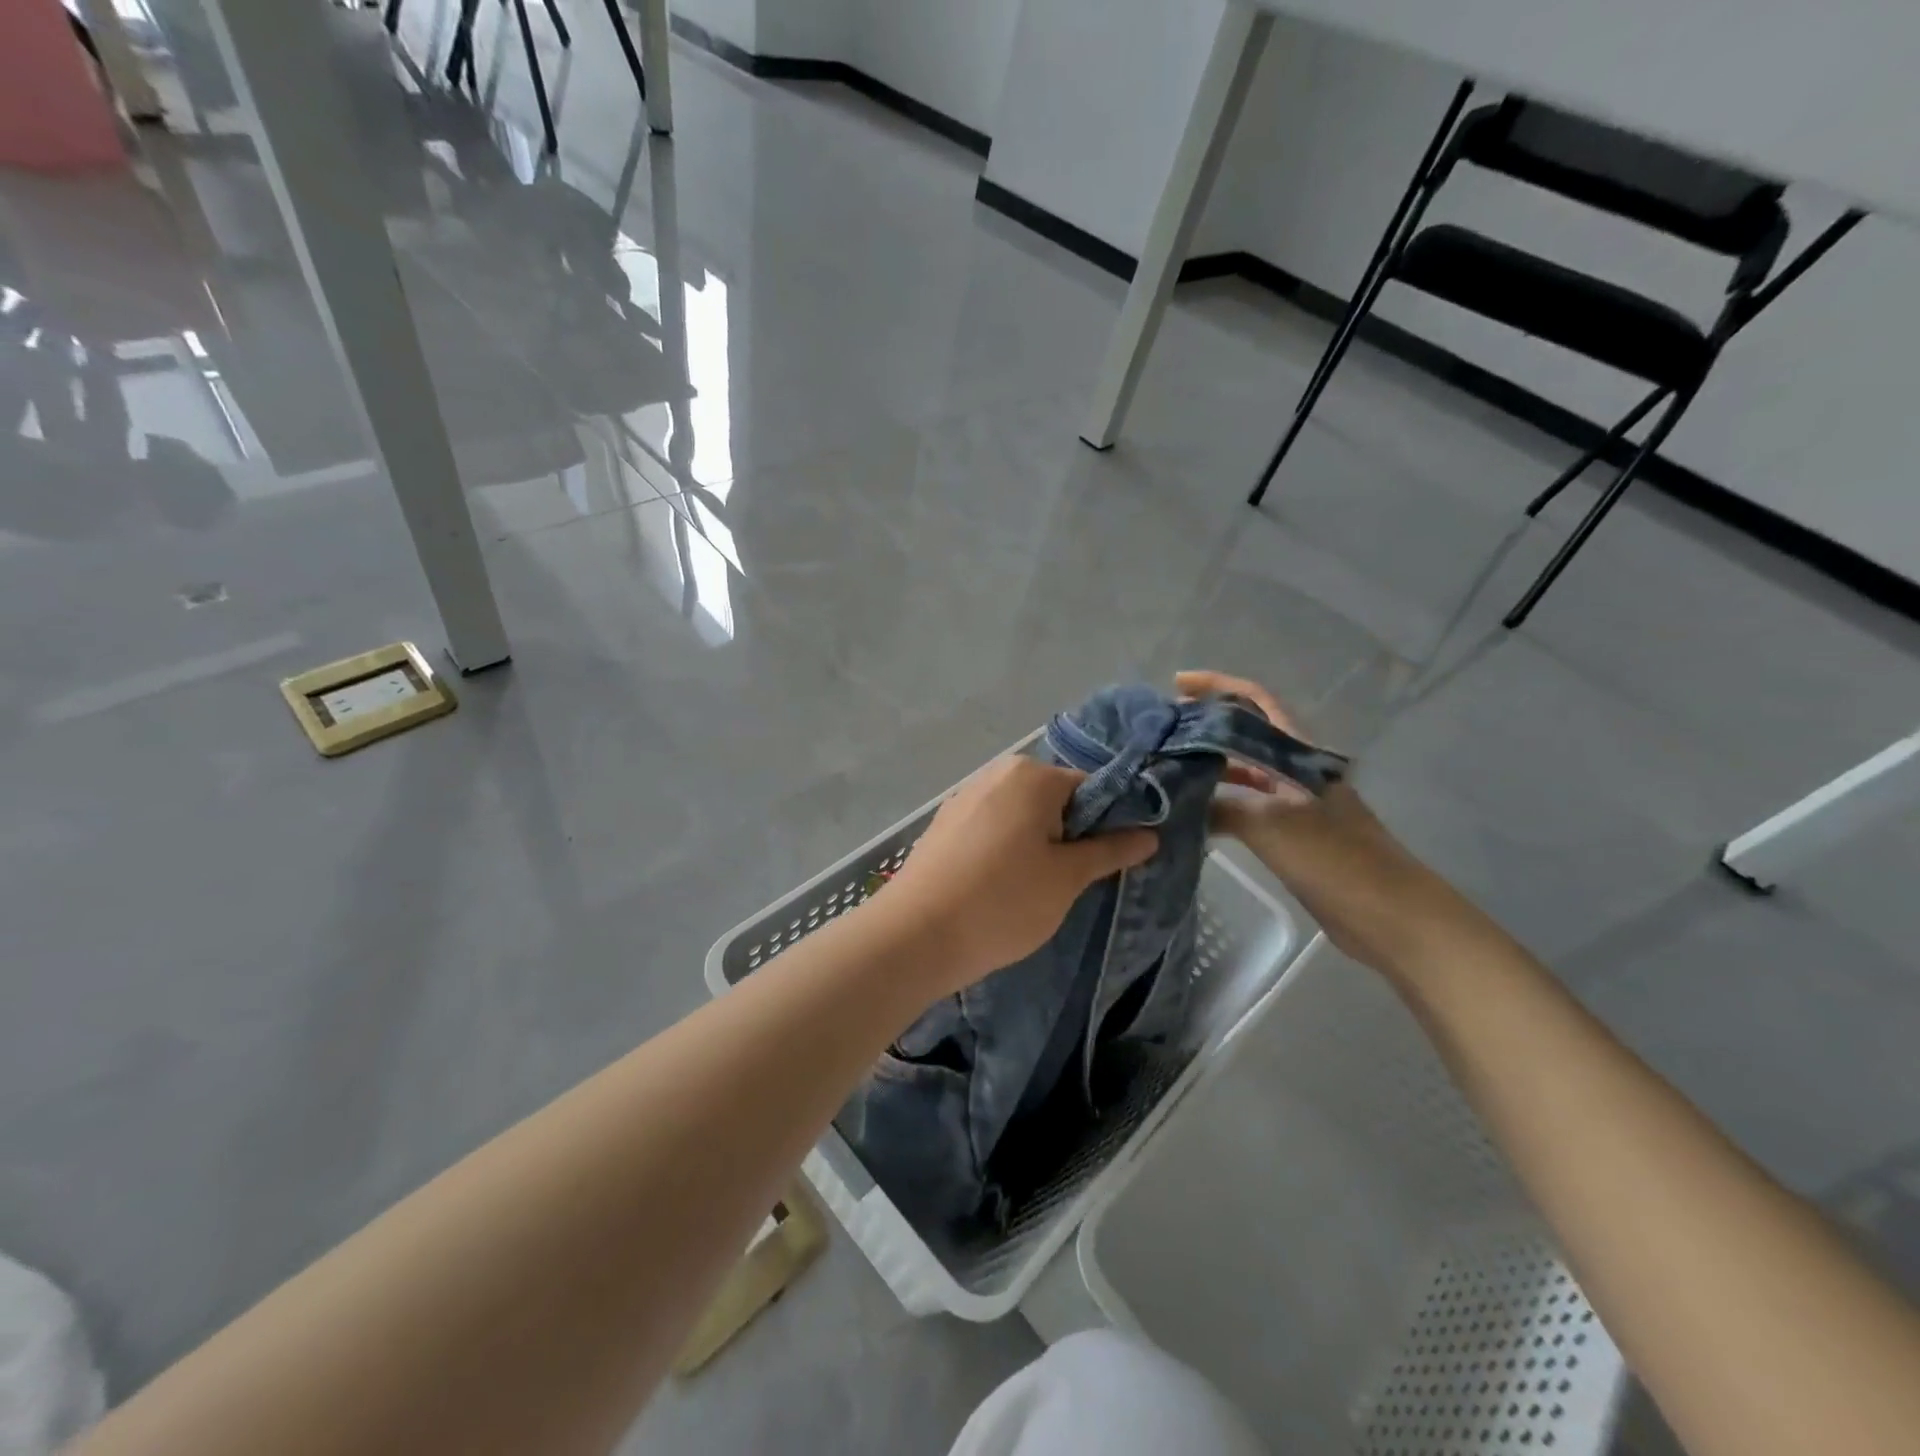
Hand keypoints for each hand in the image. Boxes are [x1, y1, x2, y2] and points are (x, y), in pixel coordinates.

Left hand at [880, 755, 1157, 994]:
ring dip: (1036, 844)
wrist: (916, 935)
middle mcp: (996, 774)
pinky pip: (990, 828)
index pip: (1090, 788)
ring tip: (1033, 889)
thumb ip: (1109, 850)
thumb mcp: (1067, 878)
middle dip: (1069, 834)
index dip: (1108, 823)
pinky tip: (999, 886)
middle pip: (1053, 798)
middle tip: (1071, 881)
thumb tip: (1149, 834)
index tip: (1110, 861)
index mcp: (1031, 775)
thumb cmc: (1003, 901)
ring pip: (1020, 815)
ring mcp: (964, 798)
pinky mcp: (943, 825)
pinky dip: (1004, 849)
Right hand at [1176, 669, 1476, 976]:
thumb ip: (1222, 807)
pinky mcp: (1290, 836)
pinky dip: (1217, 804)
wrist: (1389, 915)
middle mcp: (1294, 770)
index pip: (1257, 702)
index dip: (1219, 685)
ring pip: (1242, 773)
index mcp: (1298, 754)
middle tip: (1159, 731)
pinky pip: (1244, 808)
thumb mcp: (1270, 825)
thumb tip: (1176, 802)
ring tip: (1164, 768)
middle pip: (1245, 734)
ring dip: (1207, 766)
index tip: (1177, 683)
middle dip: (1204, 726)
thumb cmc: (1334, 858)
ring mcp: (1293, 804)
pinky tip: (1189, 813)